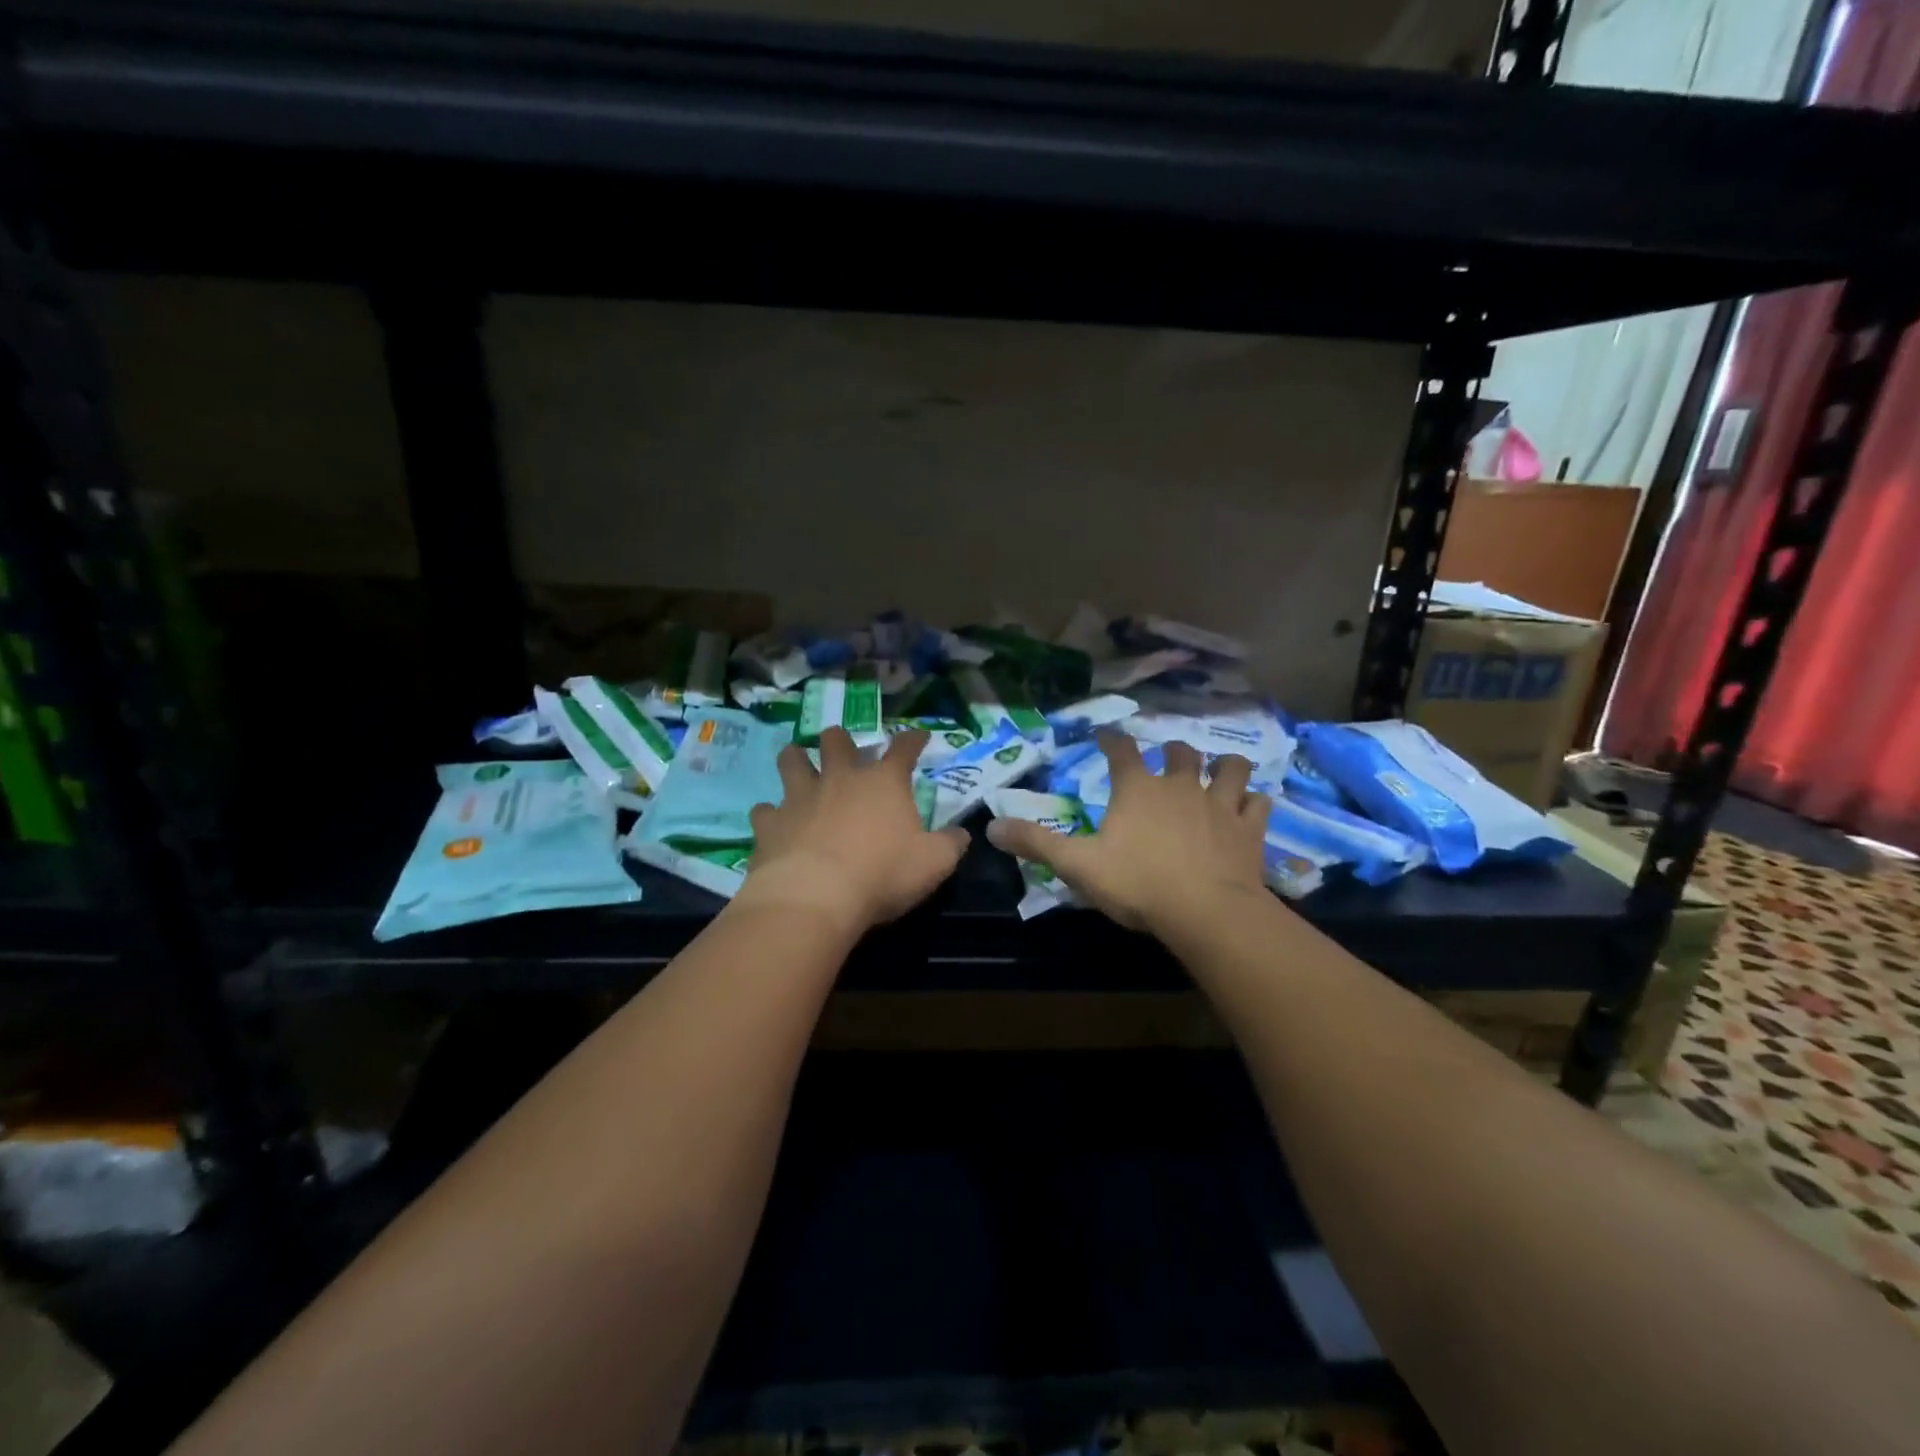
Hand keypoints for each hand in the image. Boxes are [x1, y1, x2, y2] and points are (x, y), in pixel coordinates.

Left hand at [734, 727, 969, 937]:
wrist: (814, 898)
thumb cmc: (882, 874)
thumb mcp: (934, 863)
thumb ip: (951, 844)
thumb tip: (962, 833)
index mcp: (883, 783)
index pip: (903, 748)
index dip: (913, 739)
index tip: (919, 736)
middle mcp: (840, 779)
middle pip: (836, 740)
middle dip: (840, 739)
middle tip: (841, 746)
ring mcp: (800, 797)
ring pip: (792, 761)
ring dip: (796, 759)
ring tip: (798, 763)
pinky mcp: (769, 823)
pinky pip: (764, 810)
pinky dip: (770, 814)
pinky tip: (773, 823)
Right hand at [986, 732, 1269, 935]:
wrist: (1206, 912)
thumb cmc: (1138, 883)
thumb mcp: (1078, 865)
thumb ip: (1036, 843)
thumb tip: (991, 827)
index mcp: (1138, 789)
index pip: (1122, 751)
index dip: (1112, 740)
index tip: (1106, 734)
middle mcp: (1181, 786)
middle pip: (1181, 753)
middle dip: (1173, 751)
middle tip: (1168, 757)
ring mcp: (1220, 805)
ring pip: (1230, 769)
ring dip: (1225, 767)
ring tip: (1221, 770)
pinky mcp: (1249, 830)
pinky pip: (1258, 804)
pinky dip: (1254, 802)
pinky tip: (1251, 807)